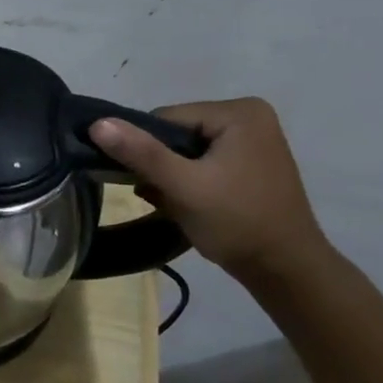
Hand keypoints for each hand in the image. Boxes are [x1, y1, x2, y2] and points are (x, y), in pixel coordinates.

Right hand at [90, 98, 330, 281]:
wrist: (285, 270)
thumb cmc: (237, 222)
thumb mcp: (183, 186)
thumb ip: (140, 152)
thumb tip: (97, 123)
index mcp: (239, 112)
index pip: (165, 119)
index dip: (148, 150)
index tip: (153, 184)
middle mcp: (249, 116)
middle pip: (175, 134)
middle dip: (160, 165)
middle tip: (164, 197)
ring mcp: (252, 141)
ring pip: (184, 151)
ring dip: (170, 176)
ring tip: (177, 204)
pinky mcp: (249, 163)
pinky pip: (201, 162)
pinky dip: (187, 181)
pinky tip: (189, 204)